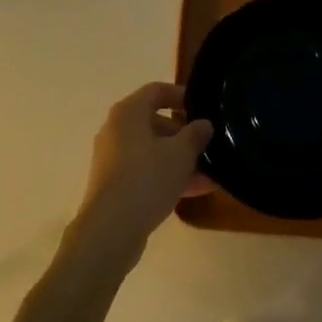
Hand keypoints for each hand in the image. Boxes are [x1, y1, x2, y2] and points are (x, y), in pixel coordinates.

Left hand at [72, 82, 212, 264]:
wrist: (110, 230)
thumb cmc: (146, 178)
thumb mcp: (181, 153)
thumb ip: (196, 134)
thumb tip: (204, 124)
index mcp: (128, 112)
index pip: (156, 91)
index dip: (180, 95)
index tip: (202, 108)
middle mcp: (116, 130)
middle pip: (155, 122)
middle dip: (184, 134)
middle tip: (208, 145)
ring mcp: (113, 159)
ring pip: (153, 151)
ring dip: (180, 160)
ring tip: (211, 173)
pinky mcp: (115, 185)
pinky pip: (146, 172)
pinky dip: (168, 177)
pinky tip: (196, 191)